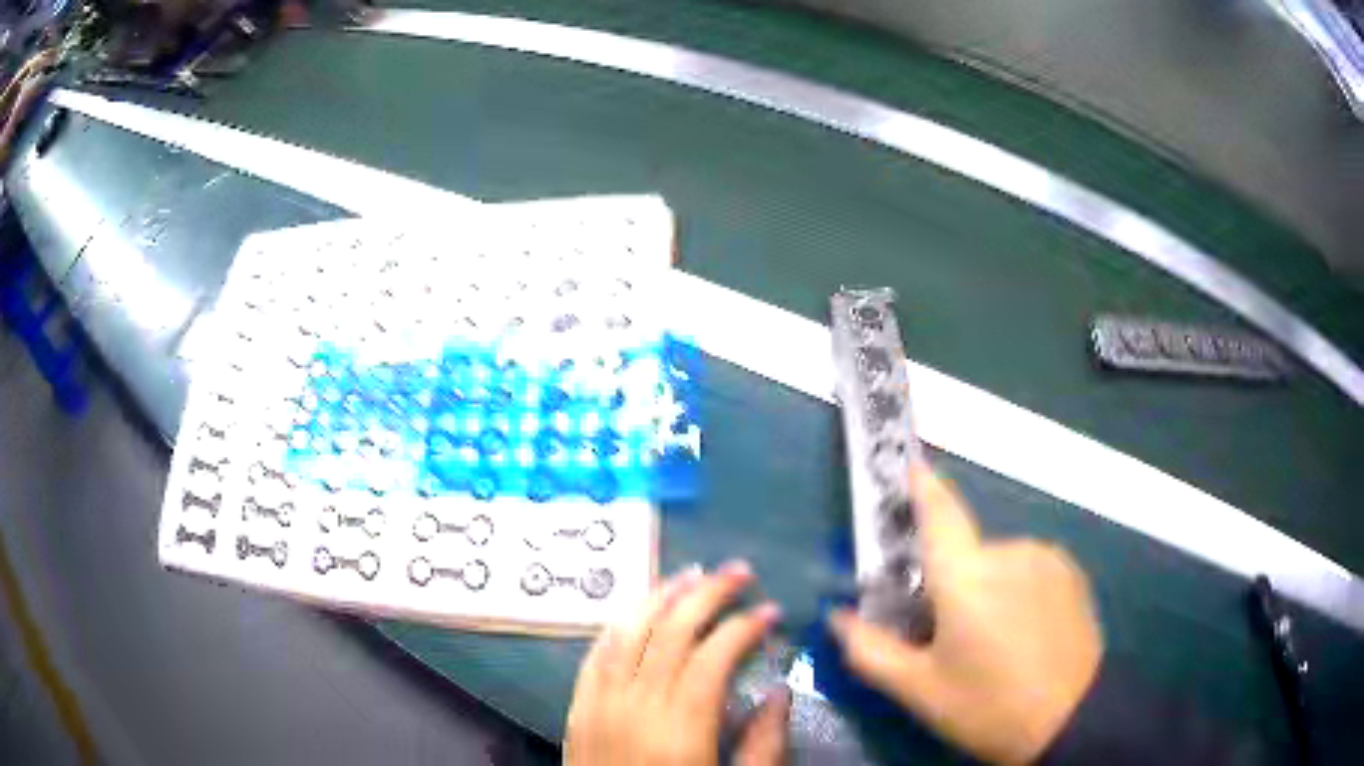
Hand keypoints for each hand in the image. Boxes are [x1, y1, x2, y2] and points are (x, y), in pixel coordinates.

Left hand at [565, 562, 790, 765]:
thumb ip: (762, 744)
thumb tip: (779, 693)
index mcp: (679, 730)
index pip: (711, 657)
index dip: (744, 627)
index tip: (771, 611)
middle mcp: (633, 707)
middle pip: (669, 632)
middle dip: (707, 594)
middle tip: (738, 571)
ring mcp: (597, 705)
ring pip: (626, 632)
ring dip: (659, 597)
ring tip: (690, 574)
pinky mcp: (575, 710)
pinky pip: (593, 656)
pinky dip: (617, 625)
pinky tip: (636, 610)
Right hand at [828, 461, 1102, 764]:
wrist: (1072, 717)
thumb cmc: (987, 706)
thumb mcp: (919, 690)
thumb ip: (870, 649)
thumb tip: (837, 617)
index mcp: (967, 576)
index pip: (939, 512)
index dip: (921, 484)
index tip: (907, 464)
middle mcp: (1008, 551)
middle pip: (962, 553)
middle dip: (946, 583)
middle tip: (942, 634)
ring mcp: (1045, 557)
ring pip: (996, 563)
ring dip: (983, 589)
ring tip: (988, 642)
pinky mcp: (1070, 570)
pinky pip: (1027, 568)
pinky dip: (1014, 590)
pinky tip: (1021, 633)